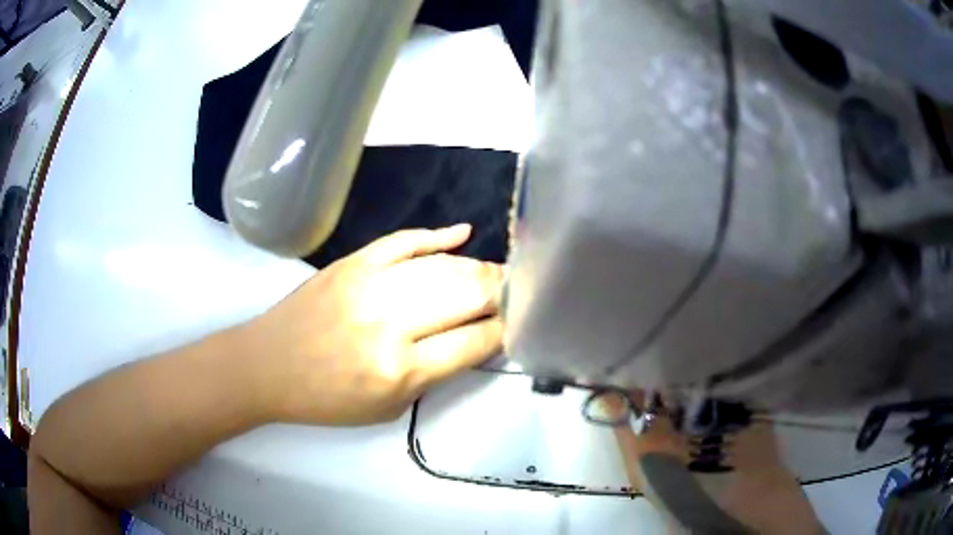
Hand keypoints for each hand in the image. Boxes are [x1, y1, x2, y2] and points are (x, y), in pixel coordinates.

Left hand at [244, 224, 503, 425]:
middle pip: (466, 295)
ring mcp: (369, 283)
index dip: (503, 331)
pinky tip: (464, 233)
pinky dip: (437, 235)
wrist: (268, 366)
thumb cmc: (327, 399)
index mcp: (400, 369)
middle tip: (517, 293)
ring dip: (479, 268)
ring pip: (443, 266)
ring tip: (497, 273)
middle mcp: (389, 322)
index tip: (517, 324)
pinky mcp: (352, 261)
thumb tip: (474, 339)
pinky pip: (404, 240)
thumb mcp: (389, 408)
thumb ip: (436, 374)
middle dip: (501, 293)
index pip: (473, 341)